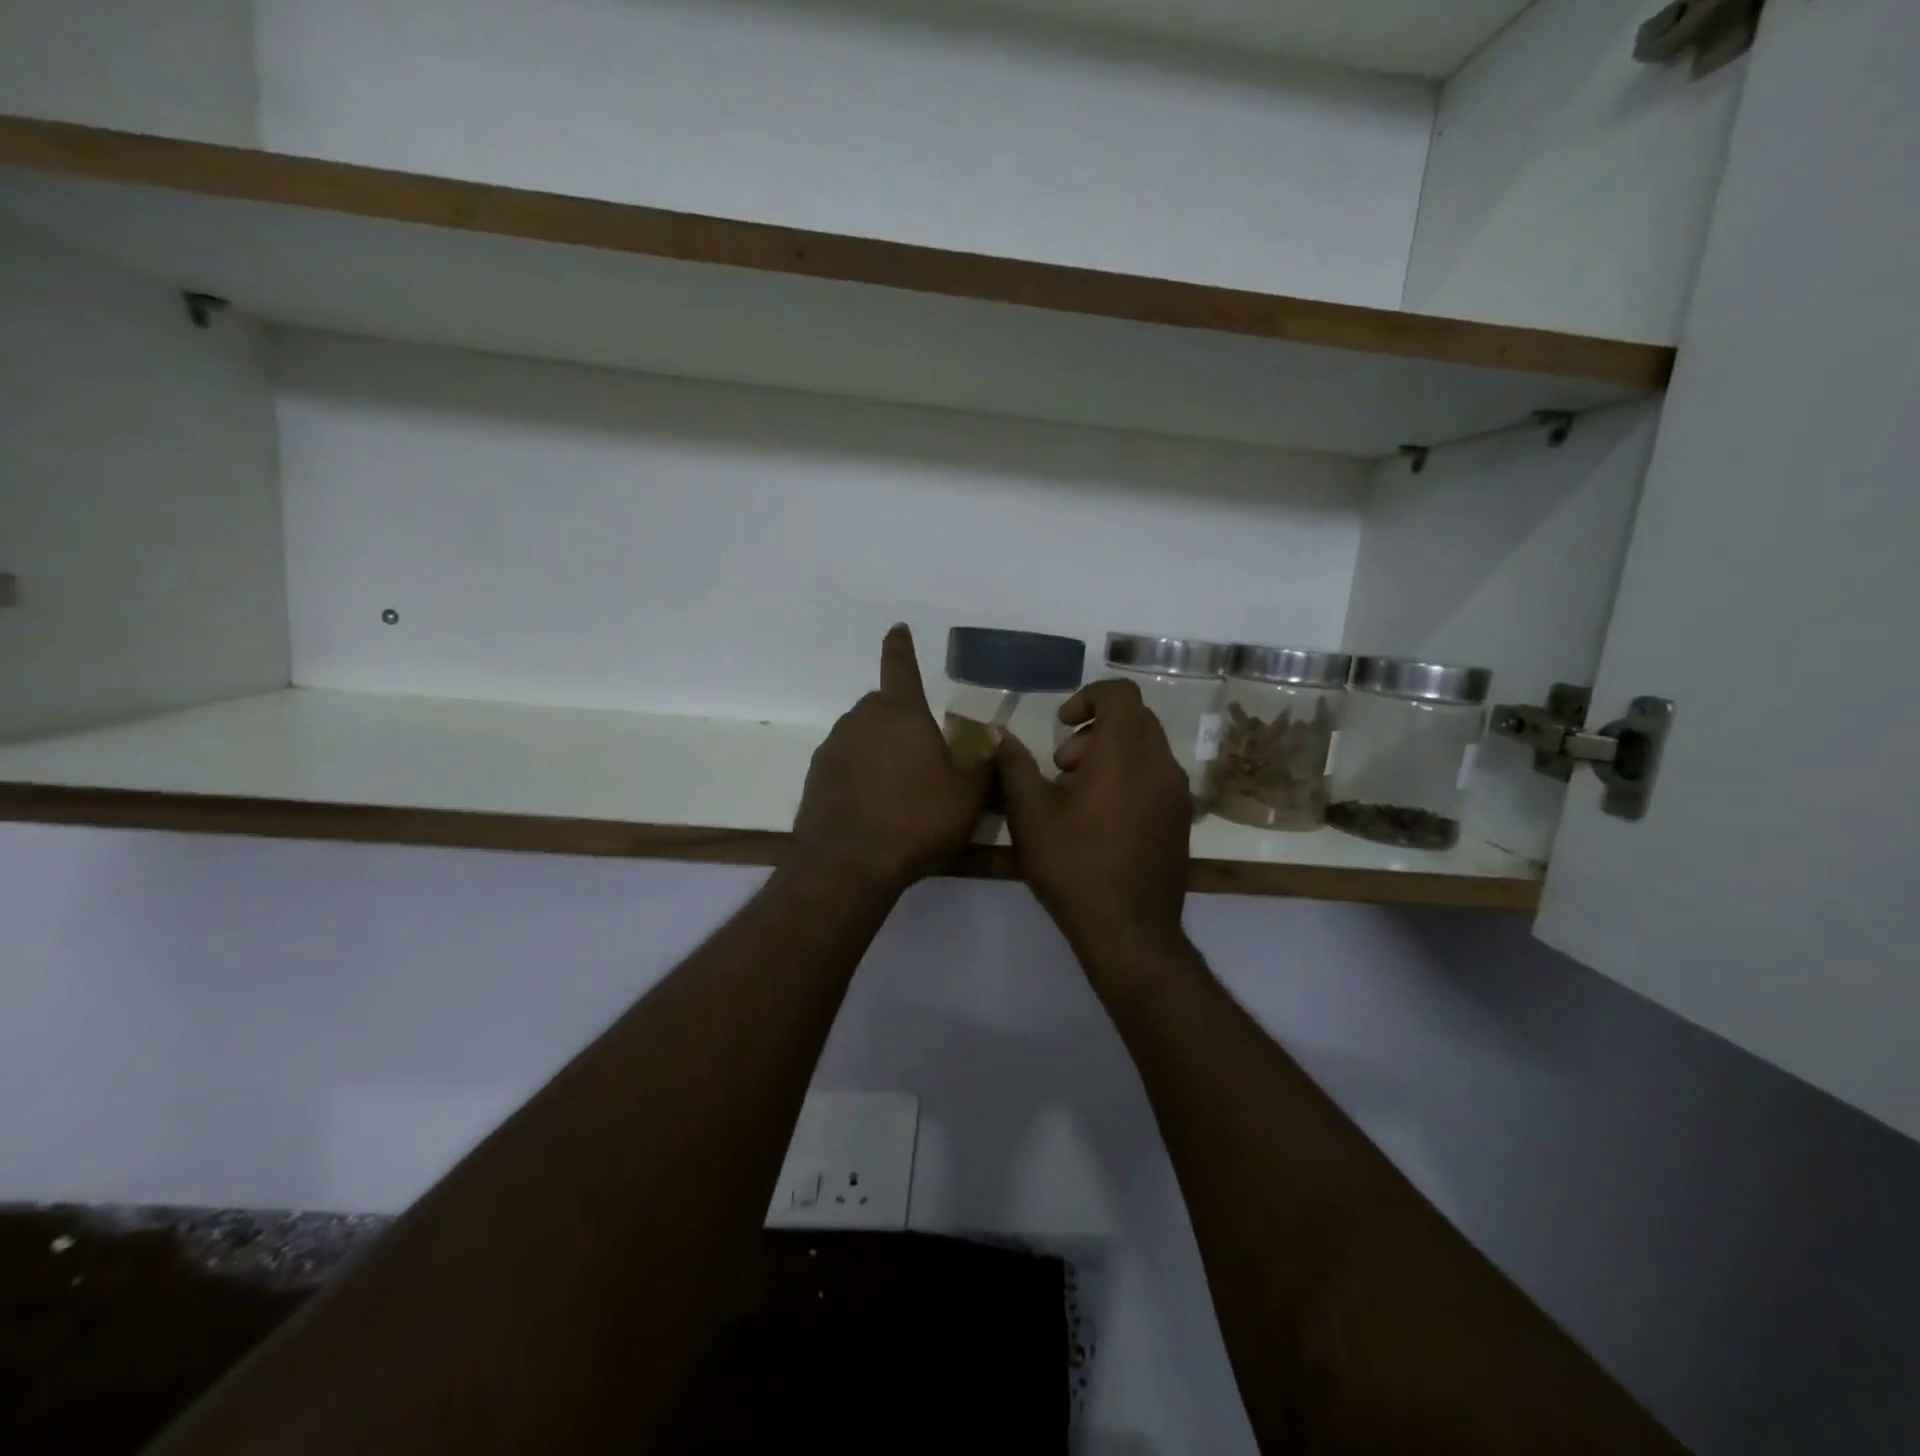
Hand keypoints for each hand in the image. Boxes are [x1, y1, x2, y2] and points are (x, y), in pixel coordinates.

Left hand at [789, 625, 991, 894]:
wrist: (848, 865)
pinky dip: (860, 773)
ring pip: (862, 735)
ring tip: (900, 787)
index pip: (901, 667)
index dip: (901, 647)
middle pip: (883, 706)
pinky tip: (873, 805)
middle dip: (901, 718)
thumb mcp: (968, 794)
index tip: (897, 628)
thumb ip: (983, 760)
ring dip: (880, 748)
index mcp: (900, 713)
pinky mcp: (815, 777)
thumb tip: (989, 733)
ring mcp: (833, 748)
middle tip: (923, 753)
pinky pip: (845, 763)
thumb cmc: (916, 820)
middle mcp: (861, 720)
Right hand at [995, 679, 1192, 959]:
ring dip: (1111, 755)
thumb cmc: (1074, 866)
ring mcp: (1177, 794)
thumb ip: (1013, 765)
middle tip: (1062, 766)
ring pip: (1147, 749)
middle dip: (1095, 730)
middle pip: (1135, 719)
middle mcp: (1160, 764)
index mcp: (1125, 753)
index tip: (1060, 725)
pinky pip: (1156, 778)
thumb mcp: (1030, 814)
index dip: (1088, 697)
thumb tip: (996, 732)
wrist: (1129, 931)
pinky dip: (1129, 778)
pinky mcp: (1181, 820)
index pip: (1121, 694)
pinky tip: (1102, 820)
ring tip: (1077, 796)